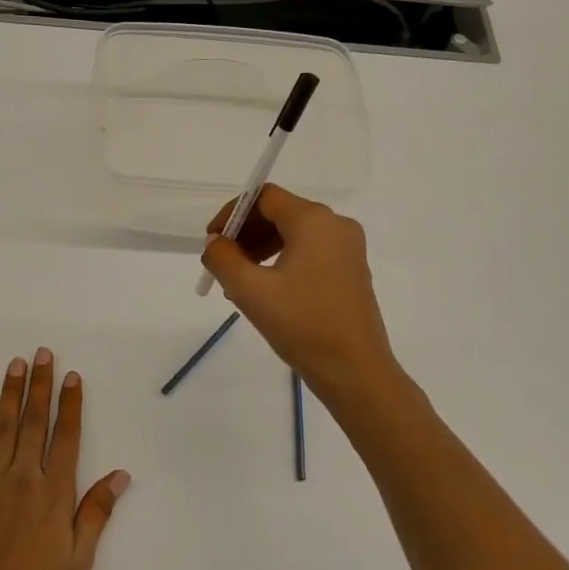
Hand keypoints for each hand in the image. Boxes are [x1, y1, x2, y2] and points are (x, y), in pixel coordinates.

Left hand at [0, 349, 128, 569]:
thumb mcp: (78, 560)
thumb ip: (96, 512)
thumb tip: (120, 474)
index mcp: (54, 493)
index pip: (67, 437)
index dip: (70, 404)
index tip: (71, 376)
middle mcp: (23, 479)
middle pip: (34, 422)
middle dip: (40, 385)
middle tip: (42, 354)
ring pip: (2, 429)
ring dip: (9, 394)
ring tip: (15, 365)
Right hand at [200, 184, 397, 396]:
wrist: (355, 372)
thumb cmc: (302, 325)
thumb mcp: (250, 291)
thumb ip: (223, 259)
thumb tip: (215, 243)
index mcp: (314, 220)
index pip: (264, 198)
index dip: (233, 213)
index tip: (212, 242)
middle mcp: (336, 225)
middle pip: (280, 213)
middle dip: (246, 234)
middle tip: (223, 265)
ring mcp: (348, 248)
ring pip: (294, 234)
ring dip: (261, 249)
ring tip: (240, 283)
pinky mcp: (351, 270)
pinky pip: (310, 252)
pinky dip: (282, 261)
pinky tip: (266, 291)